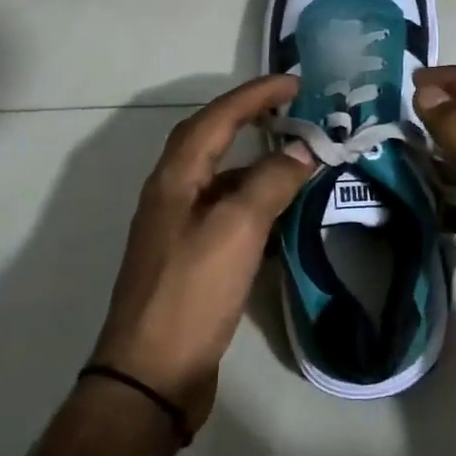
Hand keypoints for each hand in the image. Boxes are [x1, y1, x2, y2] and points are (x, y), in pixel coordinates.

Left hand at [89, 75, 314, 432]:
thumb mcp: (236, 229)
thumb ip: (270, 182)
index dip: (254, 95)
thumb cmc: (192, 292)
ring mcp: (181, 228)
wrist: (153, 373)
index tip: (294, 81)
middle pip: (211, 140)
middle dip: (250, 117)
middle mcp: (173, 195)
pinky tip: (284, 211)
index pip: (216, 119)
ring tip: (299, 155)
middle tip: (293, 108)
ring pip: (223, 178)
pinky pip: (230, 211)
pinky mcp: (194, 258)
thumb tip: (302, 150)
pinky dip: (258, 200)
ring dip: (257, 160)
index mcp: (175, 179)